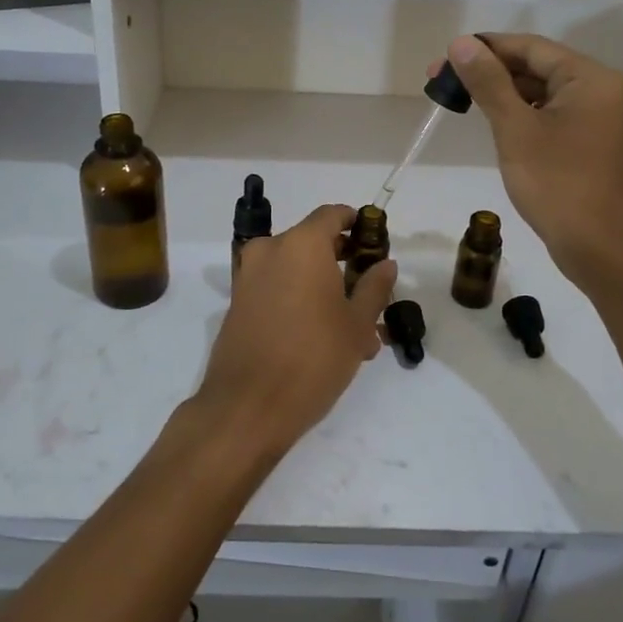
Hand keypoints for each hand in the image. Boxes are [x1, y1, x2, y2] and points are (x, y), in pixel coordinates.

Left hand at [189, 204, 396, 464]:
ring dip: (323, 289)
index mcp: (301, 244)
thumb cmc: (313, 359)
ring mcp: (248, 277)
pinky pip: (276, 289)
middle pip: (312, 243)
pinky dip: (299, 301)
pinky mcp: (237, 303)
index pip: (332, 215)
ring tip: (353, 330)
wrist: (247, 406)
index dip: (356, 224)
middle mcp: (270, 250)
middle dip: (342, 264)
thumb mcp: (356, 325)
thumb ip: (373, 287)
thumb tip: (385, 264)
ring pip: (295, 271)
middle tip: (369, 293)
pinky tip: (322, 338)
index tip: (374, 243)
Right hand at [439, 34, 622, 288]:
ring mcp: (595, 118)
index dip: (485, 48)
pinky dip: (519, 114)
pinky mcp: (587, 142)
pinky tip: (491, 122)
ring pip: (540, 92)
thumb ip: (488, 83)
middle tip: (440, 82)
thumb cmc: (558, 185)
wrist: (601, 248)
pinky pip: (548, 114)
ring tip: (458, 100)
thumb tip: (461, 44)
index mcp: (588, 78)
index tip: (443, 58)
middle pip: (535, 66)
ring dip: (501, 93)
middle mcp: (597, 90)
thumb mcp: (515, 129)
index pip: (530, 47)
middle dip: (489, 71)